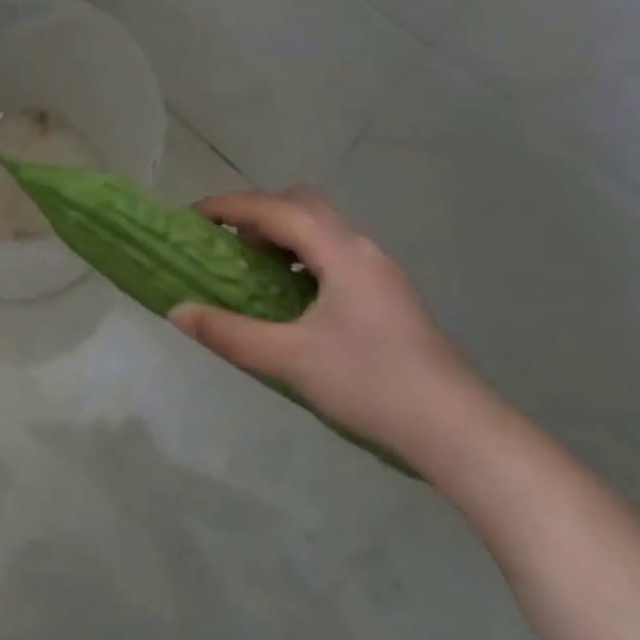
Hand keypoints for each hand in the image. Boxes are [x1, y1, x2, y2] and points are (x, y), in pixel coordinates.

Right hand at [168, 189, 479, 459]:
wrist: (462, 434)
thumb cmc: (372, 385)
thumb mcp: (289, 360)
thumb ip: (229, 332)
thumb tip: (177, 311)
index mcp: (341, 253)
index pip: (275, 209)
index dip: (229, 206)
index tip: (192, 217)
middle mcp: (362, 249)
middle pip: (302, 205)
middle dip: (258, 213)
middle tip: (227, 242)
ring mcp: (381, 273)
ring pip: (322, 229)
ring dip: (282, 235)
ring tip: (253, 269)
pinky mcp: (389, 297)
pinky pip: (334, 253)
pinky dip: (302, 256)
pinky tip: (291, 297)